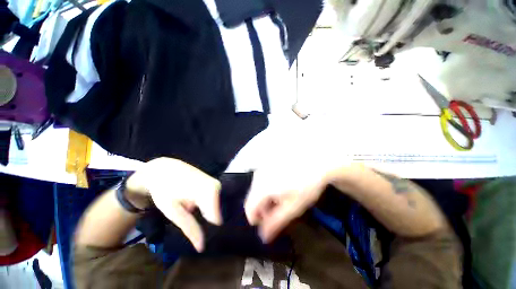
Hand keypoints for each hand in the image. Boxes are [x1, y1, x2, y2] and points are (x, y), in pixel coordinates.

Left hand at [127, 158, 221, 251]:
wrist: (165, 169)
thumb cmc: (165, 190)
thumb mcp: (173, 211)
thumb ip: (189, 228)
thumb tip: (202, 247)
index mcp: (209, 192)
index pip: (217, 219)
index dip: (209, 230)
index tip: (199, 234)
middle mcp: (217, 186)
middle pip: (218, 212)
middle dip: (208, 220)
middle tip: (193, 221)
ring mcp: (217, 183)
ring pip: (217, 206)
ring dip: (207, 212)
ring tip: (193, 211)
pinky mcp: (215, 183)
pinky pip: (216, 200)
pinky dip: (208, 205)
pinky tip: (197, 203)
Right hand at [244, 162, 330, 242]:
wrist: (316, 160)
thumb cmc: (307, 185)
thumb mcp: (293, 207)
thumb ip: (276, 222)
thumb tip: (263, 236)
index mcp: (262, 187)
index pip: (249, 208)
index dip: (256, 218)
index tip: (266, 222)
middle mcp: (259, 176)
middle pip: (252, 197)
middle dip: (262, 208)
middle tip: (276, 211)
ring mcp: (263, 167)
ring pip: (257, 187)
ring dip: (265, 197)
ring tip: (281, 199)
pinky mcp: (269, 163)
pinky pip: (263, 178)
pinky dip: (268, 186)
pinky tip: (281, 185)